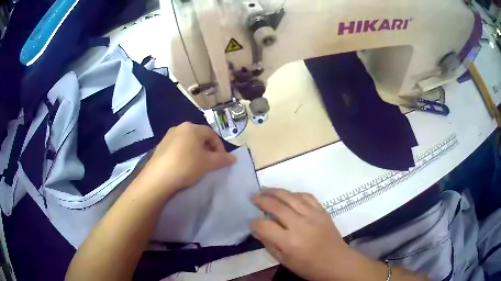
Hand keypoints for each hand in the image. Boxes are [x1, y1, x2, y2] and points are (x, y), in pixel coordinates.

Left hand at [143, 122, 235, 193]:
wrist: (159, 177)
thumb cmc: (186, 165)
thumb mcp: (207, 163)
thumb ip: (222, 159)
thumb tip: (234, 158)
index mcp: (192, 127)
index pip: (211, 134)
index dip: (219, 146)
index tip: (222, 160)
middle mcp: (179, 127)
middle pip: (199, 136)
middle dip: (208, 149)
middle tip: (211, 162)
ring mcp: (168, 136)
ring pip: (188, 142)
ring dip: (196, 151)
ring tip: (198, 165)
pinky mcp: (161, 146)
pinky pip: (177, 147)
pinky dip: (185, 154)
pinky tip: (184, 165)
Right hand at [250, 188, 350, 280]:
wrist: (336, 262)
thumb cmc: (308, 266)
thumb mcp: (284, 261)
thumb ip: (269, 244)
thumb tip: (257, 229)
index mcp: (289, 242)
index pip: (264, 225)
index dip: (254, 222)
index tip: (252, 222)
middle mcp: (300, 225)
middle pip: (276, 206)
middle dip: (261, 200)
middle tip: (253, 197)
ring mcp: (313, 215)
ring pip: (291, 197)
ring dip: (276, 191)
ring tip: (265, 189)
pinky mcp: (322, 211)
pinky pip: (307, 196)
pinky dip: (295, 193)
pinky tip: (288, 194)